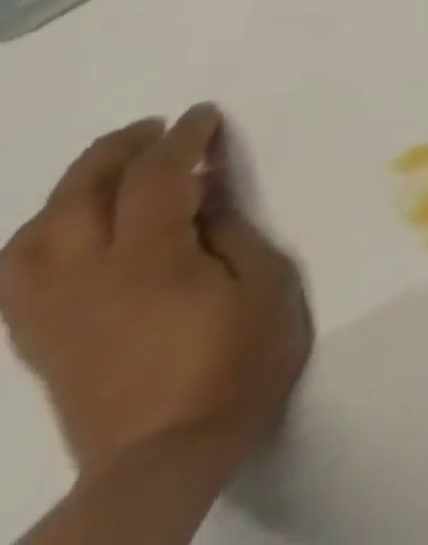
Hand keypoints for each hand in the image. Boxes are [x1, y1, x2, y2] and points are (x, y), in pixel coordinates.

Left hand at [0, 105, 310, 480]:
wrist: (167, 452)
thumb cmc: (238, 359)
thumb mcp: (263, 284)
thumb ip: (230, 233)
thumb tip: (203, 196)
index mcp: (147, 263)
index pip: (155, 179)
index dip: (180, 140)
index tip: (205, 115)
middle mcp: (83, 281)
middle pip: (77, 199)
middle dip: (114, 153)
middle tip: (156, 129)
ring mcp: (51, 314)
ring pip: (32, 235)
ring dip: (69, 191)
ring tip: (112, 172)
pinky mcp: (39, 340)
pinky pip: (18, 274)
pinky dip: (43, 235)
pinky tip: (75, 230)